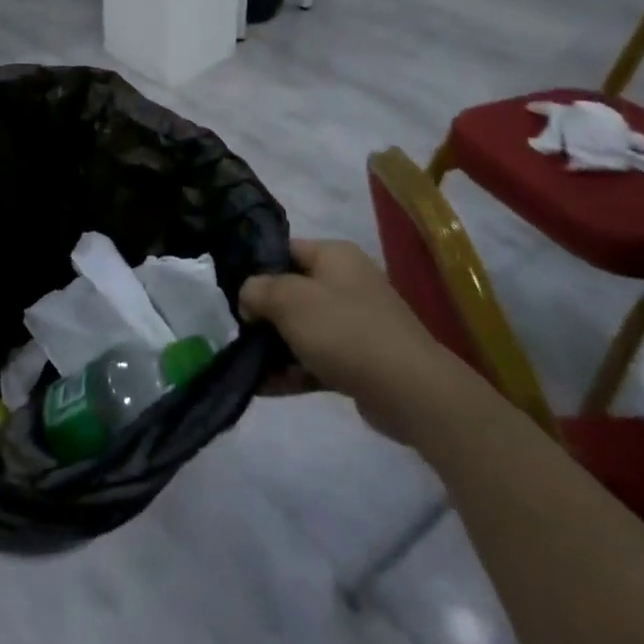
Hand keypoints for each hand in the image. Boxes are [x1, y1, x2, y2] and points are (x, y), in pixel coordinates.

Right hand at [243, 238, 476, 446]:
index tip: (232, 294)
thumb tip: (249, 299)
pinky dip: (292, 371)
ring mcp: (355, 323)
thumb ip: (257, 290)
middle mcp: (346, 283)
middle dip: (263, 314)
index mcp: (334, 256)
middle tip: (238, 332)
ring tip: (244, 366)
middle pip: (291, 292)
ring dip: (273, 348)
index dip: (255, 269)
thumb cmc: (345, 331)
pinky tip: (263, 387)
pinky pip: (316, 359)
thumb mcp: (289, 300)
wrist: (412, 392)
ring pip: (302, 329)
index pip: (284, 251)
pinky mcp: (359, 360)